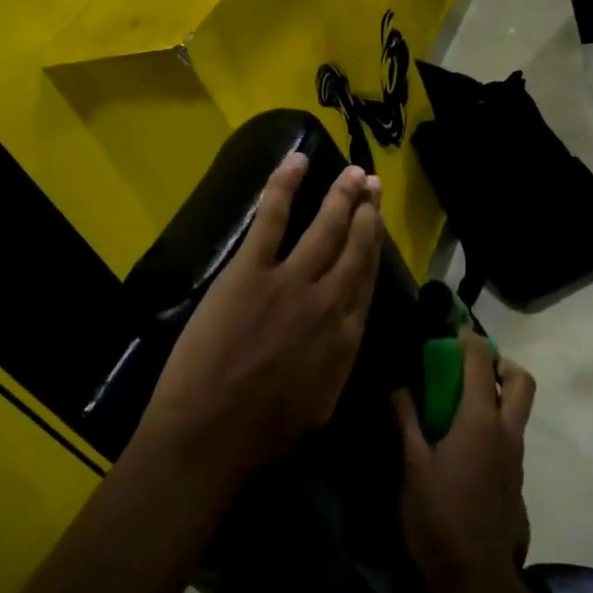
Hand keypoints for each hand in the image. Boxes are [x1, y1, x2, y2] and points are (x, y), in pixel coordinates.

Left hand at [139, 154, 383, 483]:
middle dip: (366, 212)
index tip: (378, 224)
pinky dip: (285, 185)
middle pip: (356, 247)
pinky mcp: (252, 270)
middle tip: (373, 184)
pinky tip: (297, 160)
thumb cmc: (264, 432)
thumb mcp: (322, 405)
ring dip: (342, 195)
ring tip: (354, 172)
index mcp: (347, 336)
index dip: (375, 247)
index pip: (367, 280)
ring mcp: (292, 280)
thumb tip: (342, 338)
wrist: (213, 432)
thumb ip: (338, 363)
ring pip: (326, 227)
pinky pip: (274, 217)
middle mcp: (330, 300)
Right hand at [393, 330, 537, 592]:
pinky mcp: (516, 478)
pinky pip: (511, 435)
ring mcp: (516, 456)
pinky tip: (463, 443)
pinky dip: (495, 422)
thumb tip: (397, 388)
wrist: (478, 578)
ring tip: (461, 402)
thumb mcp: (411, 468)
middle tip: (472, 365)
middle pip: (521, 381)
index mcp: (479, 422)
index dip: (469, 339)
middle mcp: (506, 432)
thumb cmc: (438, 518)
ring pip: (519, 409)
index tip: (454, 328)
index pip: (480, 364)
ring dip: (498, 393)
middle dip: (501, 363)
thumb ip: (406, 422)